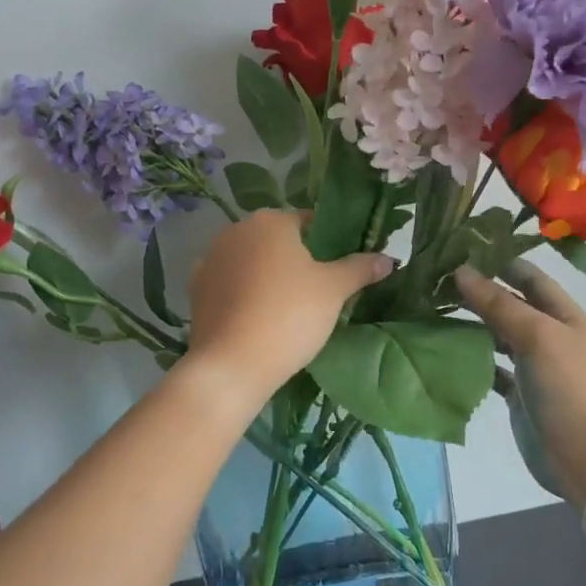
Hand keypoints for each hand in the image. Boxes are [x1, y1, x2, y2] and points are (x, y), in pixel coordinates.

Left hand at [186, 211, 392, 399]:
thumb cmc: (290, 316)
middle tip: (319, 289)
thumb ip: (360, 268)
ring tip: (289, 306)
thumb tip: (388, 258)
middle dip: (296, 258)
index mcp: (270, 221)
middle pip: (276, 239)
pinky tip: (259, 317)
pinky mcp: (197, 290)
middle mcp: (236, 231)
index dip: (328, 240)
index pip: (308, 221)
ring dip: (268, 275)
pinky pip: (231, 285)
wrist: (232, 364)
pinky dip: (245, 294)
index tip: (340, 266)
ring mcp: (211, 260)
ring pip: (251, 261)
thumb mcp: (334, 290)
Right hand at [457, 260, 585, 506]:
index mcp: (564, 315)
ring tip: (432, 309)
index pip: (530, 277)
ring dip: (471, 323)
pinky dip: (471, 359)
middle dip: (478, 291)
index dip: (500, 261)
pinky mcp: (519, 395)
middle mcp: (550, 336)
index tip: (461, 248)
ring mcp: (535, 367)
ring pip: (498, 336)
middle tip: (435, 279)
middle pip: (511, 305)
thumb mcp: (537, 336)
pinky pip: (492, 368)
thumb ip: (499, 304)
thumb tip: (461, 272)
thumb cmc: (570, 388)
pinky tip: (445, 350)